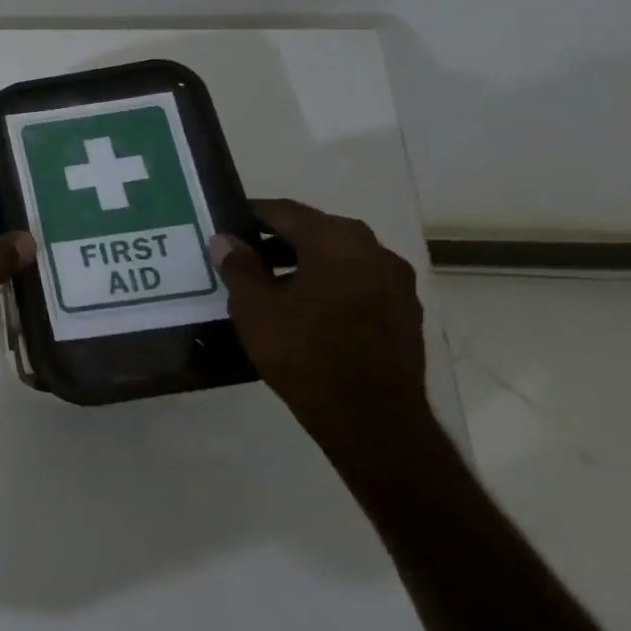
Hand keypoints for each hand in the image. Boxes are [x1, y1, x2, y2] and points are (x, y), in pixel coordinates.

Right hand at [210, 199, 439, 472]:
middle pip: (316, 232)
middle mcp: (375, 250)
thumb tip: (226, 240)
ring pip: (339, 259)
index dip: (251, 215)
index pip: (285, 211)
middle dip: (277, 240)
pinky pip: (356, 284)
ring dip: (303, 264)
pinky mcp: (404, 314)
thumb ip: (238, 266)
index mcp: (337, 240)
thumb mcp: (254, 307)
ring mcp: (396, 283)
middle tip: (242, 255)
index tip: (225, 224)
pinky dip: (328, 286)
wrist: (371, 419)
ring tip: (268, 285)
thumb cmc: (304, 352)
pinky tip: (304, 310)